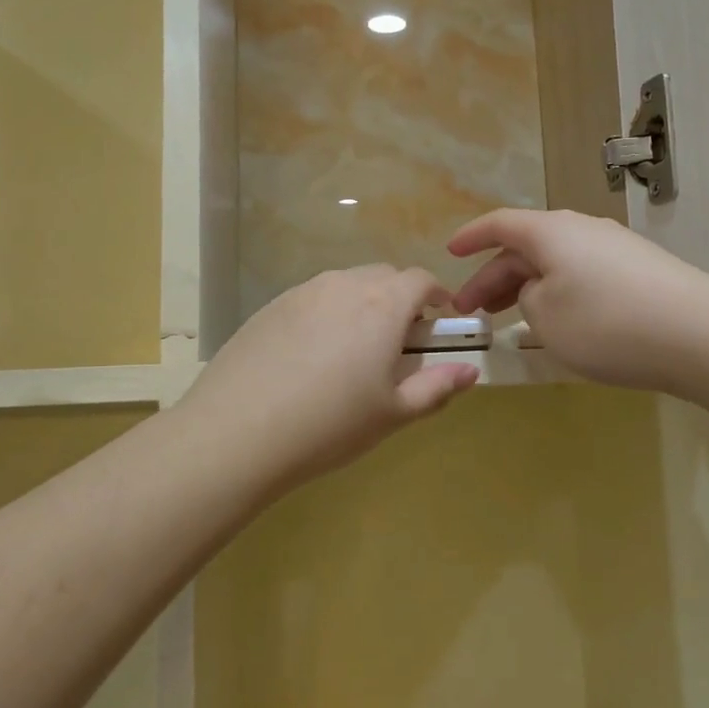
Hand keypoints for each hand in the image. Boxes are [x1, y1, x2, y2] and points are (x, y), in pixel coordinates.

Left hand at [178, 266, 479, 499]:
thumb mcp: (393, 413)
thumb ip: (437, 387)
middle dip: (400, 299)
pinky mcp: (270, 307)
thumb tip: (470, 372)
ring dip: (362, 304)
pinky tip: (312, 356)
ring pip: (345, 285)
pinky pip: (312, 298)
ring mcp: (302, 292)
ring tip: (354, 350)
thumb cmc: (330, 424)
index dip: (436, 296)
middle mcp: (344, 285)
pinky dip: (326, 314)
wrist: (238, 431)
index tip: (441, 320)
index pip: (420, 280)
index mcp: (383, 305)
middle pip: (383, 277)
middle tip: (399, 341)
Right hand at [450, 209, 708, 392]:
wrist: (700, 335)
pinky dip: (559, 295)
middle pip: (527, 247)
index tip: (450, 253)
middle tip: (471, 312)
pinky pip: (583, 276)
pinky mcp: (640, 272)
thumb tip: (538, 289)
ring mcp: (615, 249)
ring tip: (508, 319)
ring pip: (555, 263)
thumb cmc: (606, 323)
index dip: (471, 238)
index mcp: (551, 231)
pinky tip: (559, 323)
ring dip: (526, 288)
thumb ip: (526, 298)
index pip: (500, 224)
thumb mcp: (544, 317)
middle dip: (493, 277)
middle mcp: (582, 230)